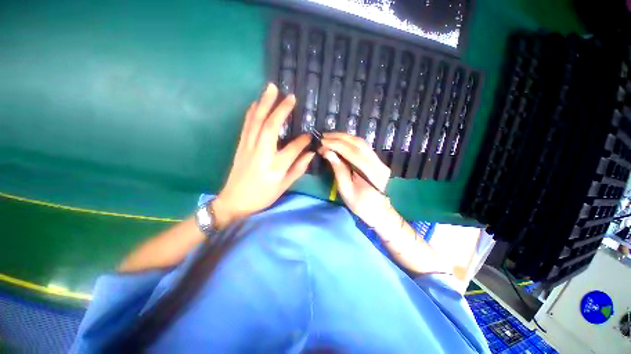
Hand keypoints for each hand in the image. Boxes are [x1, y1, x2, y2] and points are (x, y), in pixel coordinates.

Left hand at [213, 83, 314, 228]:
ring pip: (256, 121)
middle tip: (290, 96)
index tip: (310, 135)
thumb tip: (310, 154)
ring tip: (271, 88)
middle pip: (271, 126)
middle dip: (281, 109)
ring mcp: (248, 147)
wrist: (234, 200)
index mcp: (275, 166)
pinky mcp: (241, 145)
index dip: (303, 140)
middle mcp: (262, 153)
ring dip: (264, 103)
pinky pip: (247, 124)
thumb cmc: (262, 196)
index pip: (293, 148)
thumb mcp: (284, 186)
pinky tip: (257, 103)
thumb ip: (298, 169)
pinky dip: (252, 112)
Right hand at [319, 132, 390, 226]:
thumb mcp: (346, 190)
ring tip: (330, 137)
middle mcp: (378, 163)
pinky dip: (350, 142)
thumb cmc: (360, 205)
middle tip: (324, 136)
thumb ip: (338, 170)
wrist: (378, 211)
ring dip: (345, 138)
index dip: (337, 145)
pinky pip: (363, 147)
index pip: (353, 153)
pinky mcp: (378, 161)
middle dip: (340, 138)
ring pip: (362, 143)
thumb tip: (327, 152)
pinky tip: (340, 142)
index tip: (323, 142)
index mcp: (371, 174)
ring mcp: (380, 161)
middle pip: (359, 144)